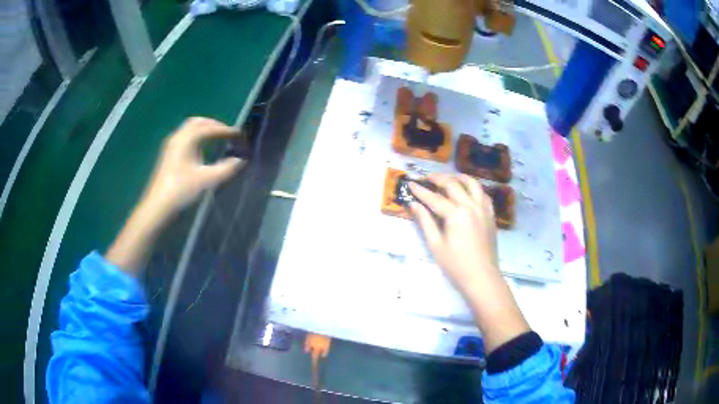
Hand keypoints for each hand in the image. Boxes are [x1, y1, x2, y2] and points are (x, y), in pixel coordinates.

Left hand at [141, 117, 244, 217]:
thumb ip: (226, 168)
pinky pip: (185, 136)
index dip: (226, 130)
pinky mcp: (168, 154)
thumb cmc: (182, 190)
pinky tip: (201, 148)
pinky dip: (197, 136)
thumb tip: (241, 160)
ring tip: (217, 138)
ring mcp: (171, 145)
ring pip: (190, 128)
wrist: (158, 206)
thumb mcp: (207, 180)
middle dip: (214, 125)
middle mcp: (178, 137)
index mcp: (187, 139)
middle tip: (228, 133)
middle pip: (198, 122)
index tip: (239, 134)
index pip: (210, 128)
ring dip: (205, 129)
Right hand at [408, 174, 498, 292]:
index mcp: (456, 214)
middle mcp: (471, 206)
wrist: (482, 277)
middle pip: (453, 184)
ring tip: (448, 179)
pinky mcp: (490, 215)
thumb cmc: (456, 265)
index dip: (421, 191)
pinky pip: (483, 194)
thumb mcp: (436, 245)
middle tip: (426, 178)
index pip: (435, 198)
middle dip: (438, 179)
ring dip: (458, 178)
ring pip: (472, 183)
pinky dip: (473, 188)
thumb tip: (413, 205)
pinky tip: (467, 192)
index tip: (410, 183)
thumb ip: (425, 221)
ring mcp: (484, 209)